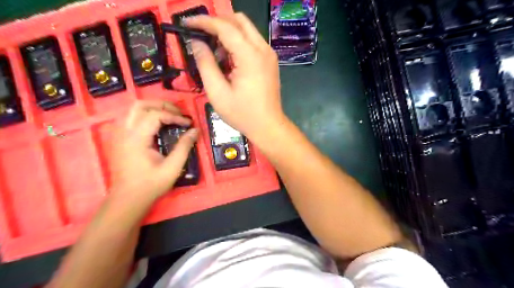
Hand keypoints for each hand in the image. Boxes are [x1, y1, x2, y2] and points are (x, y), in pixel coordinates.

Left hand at [110, 100, 196, 201]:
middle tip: (178, 113)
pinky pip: (131, 117)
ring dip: (153, 108)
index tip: (188, 123)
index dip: (174, 116)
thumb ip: (184, 146)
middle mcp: (124, 132)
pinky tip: (157, 124)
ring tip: (170, 115)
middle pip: (141, 105)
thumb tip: (195, 131)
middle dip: (162, 105)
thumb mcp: (172, 167)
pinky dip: (145, 115)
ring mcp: (119, 134)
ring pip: (133, 109)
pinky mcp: (119, 138)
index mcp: (136, 139)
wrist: (128, 199)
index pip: (155, 115)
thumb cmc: (151, 184)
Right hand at [187, 14, 287, 143]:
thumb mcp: (217, 92)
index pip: (225, 26)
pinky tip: (229, 61)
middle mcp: (263, 49)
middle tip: (201, 35)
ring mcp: (269, 55)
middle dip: (218, 23)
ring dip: (228, 34)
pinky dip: (238, 43)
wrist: (268, 126)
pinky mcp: (270, 62)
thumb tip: (196, 42)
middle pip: (239, 20)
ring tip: (215, 54)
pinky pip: (252, 42)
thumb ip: (205, 64)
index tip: (187, 23)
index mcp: (250, 56)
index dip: (204, 21)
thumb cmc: (242, 114)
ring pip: (247, 30)